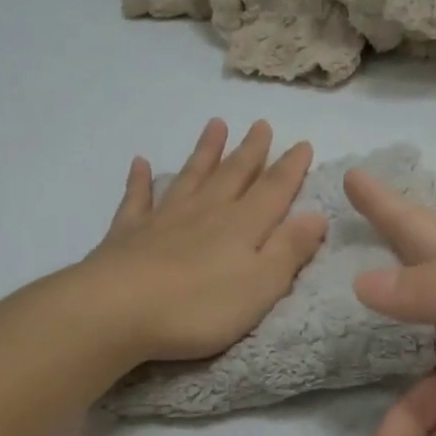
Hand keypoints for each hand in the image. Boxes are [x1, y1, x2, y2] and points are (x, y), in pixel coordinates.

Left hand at [84, 118, 328, 362]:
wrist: (119, 310)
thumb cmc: (199, 307)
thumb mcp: (261, 286)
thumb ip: (289, 250)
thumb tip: (317, 215)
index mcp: (242, 226)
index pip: (273, 190)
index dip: (290, 168)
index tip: (302, 144)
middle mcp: (206, 212)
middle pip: (233, 175)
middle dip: (250, 151)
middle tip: (261, 125)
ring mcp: (164, 219)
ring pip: (190, 177)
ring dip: (204, 152)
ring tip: (215, 125)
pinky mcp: (128, 233)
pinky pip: (137, 199)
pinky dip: (140, 180)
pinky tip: (140, 163)